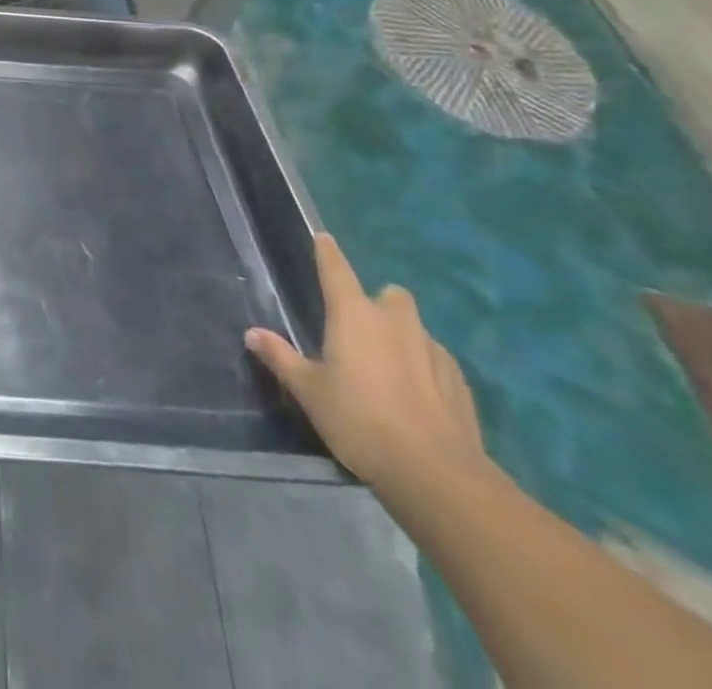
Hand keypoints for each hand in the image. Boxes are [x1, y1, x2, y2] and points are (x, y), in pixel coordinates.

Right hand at [246, 233, 487, 501]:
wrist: (436, 474)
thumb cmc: (360, 421)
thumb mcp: (309, 392)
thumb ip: (281, 358)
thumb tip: (252, 333)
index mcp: (354, 315)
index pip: (336, 270)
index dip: (327, 252)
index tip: (323, 237)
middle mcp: (395, 321)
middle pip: (389, 295)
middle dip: (377, 304)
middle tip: (361, 331)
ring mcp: (432, 349)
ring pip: (414, 328)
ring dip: (401, 337)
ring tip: (387, 369)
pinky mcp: (458, 380)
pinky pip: (435, 359)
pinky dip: (424, 367)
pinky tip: (416, 396)